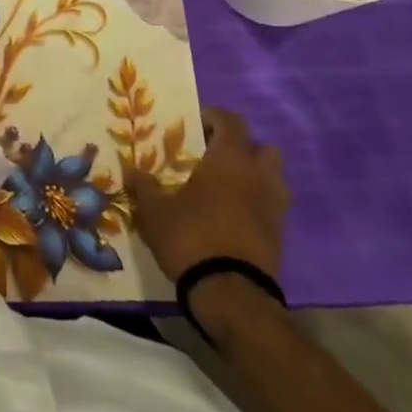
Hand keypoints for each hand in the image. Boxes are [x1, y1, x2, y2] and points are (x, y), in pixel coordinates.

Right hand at [126, 107, 288, 283]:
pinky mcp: (280, 236)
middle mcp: (258, 177)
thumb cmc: (190, 237)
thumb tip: (131, 169)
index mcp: (229, 160)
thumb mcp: (155, 210)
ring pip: (273, 177)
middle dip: (241, 147)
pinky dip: (256, 203)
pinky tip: (229, 215)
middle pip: (262, 147)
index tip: (192, 124)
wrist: (230, 294)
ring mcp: (274, 208)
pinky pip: (271, 206)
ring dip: (253, 175)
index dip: (213, 117)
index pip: (232, 121)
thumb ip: (144, 185)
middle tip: (212, 155)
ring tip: (224, 186)